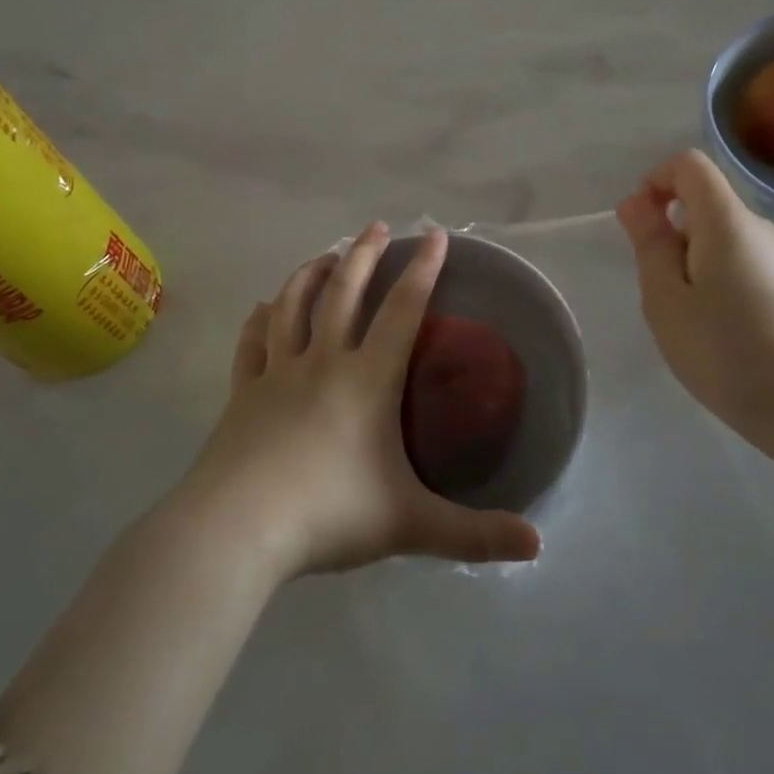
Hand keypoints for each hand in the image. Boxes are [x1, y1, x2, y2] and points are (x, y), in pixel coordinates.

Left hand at [181, 224, 541, 579]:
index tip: (434, 235)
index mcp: (367, 380)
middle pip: (344, 292)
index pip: (402, 310)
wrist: (236, 528)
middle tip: (377, 226)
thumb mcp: (410, 526)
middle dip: (364, 254)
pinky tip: (265, 308)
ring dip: (312, 273)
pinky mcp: (243, 393)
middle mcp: (323, 362)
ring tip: (327, 254)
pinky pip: (252, 343)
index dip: (422, 269)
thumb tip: (537, 546)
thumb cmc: (328, 514)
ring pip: (294, 305)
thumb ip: (474, 534)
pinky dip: (261, 319)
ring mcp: (277, 373)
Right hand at [616, 150, 773, 470]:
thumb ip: (649, 245)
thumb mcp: (667, 300)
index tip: (641, 228)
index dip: (655, 181)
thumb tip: (636, 203)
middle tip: (663, 294)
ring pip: (720, 239)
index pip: (689, 165)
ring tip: (691, 321)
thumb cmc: (727, 350)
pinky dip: (716, 282)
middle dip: (670, 235)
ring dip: (690, 264)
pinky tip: (719, 332)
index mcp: (727, 221)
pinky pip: (740, 263)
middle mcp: (759, 227)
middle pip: (704, 203)